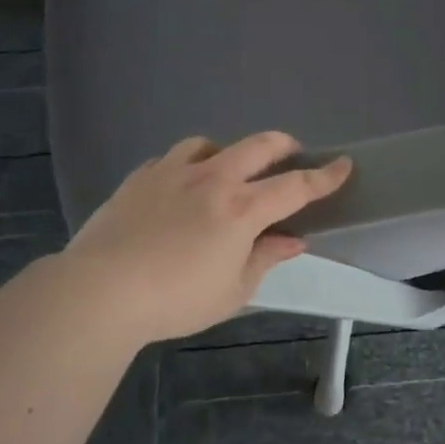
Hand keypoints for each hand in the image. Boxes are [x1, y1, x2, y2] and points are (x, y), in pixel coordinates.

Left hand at [63, 132, 351, 344]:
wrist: (100, 291)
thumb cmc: (176, 299)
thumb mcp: (233, 291)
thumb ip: (266, 258)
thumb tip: (293, 240)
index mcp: (241, 209)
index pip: (295, 186)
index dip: (325, 176)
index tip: (344, 163)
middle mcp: (212, 179)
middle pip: (258, 146)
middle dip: (284, 146)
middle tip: (293, 155)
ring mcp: (172, 173)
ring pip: (210, 143)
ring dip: (229, 152)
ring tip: (228, 171)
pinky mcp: (139, 178)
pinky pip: (171, 159)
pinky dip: (187, 166)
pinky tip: (181, 186)